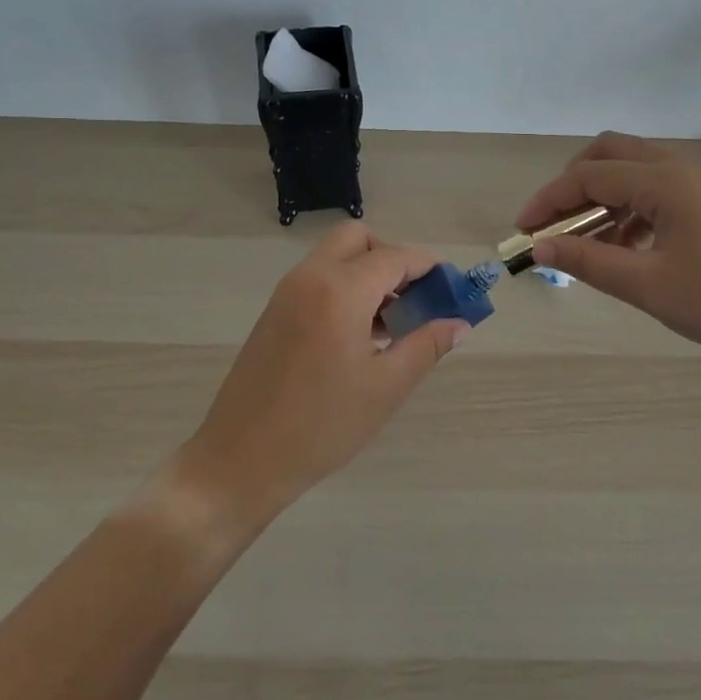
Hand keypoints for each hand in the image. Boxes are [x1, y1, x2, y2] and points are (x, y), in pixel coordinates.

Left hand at [176, 222, 467, 532]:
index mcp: (340, 291)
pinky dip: (345, 287)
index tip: (452, 286)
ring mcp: (286, 293)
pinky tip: (361, 334)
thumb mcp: (385, 387)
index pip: (394, 257)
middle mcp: (310, 278)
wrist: (241, 460)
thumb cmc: (321, 426)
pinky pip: (317, 279)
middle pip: (358, 239)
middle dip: (392, 258)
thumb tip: (460, 323)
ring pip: (336, 258)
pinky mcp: (274, 312)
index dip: (428, 267)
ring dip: (368, 273)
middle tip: (415, 298)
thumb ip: (426, 346)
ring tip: (394, 322)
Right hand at [516, 132, 700, 371]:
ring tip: (583, 242)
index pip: (588, 177)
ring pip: (631, 168)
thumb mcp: (649, 286)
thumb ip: (588, 262)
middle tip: (552, 224)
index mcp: (664, 181)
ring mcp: (698, 180)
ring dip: (600, 196)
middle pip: (607, 153)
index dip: (548, 201)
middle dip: (571, 184)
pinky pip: (654, 186)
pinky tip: (623, 246)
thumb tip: (539, 248)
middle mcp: (679, 167)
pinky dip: (627, 206)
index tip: (522, 232)